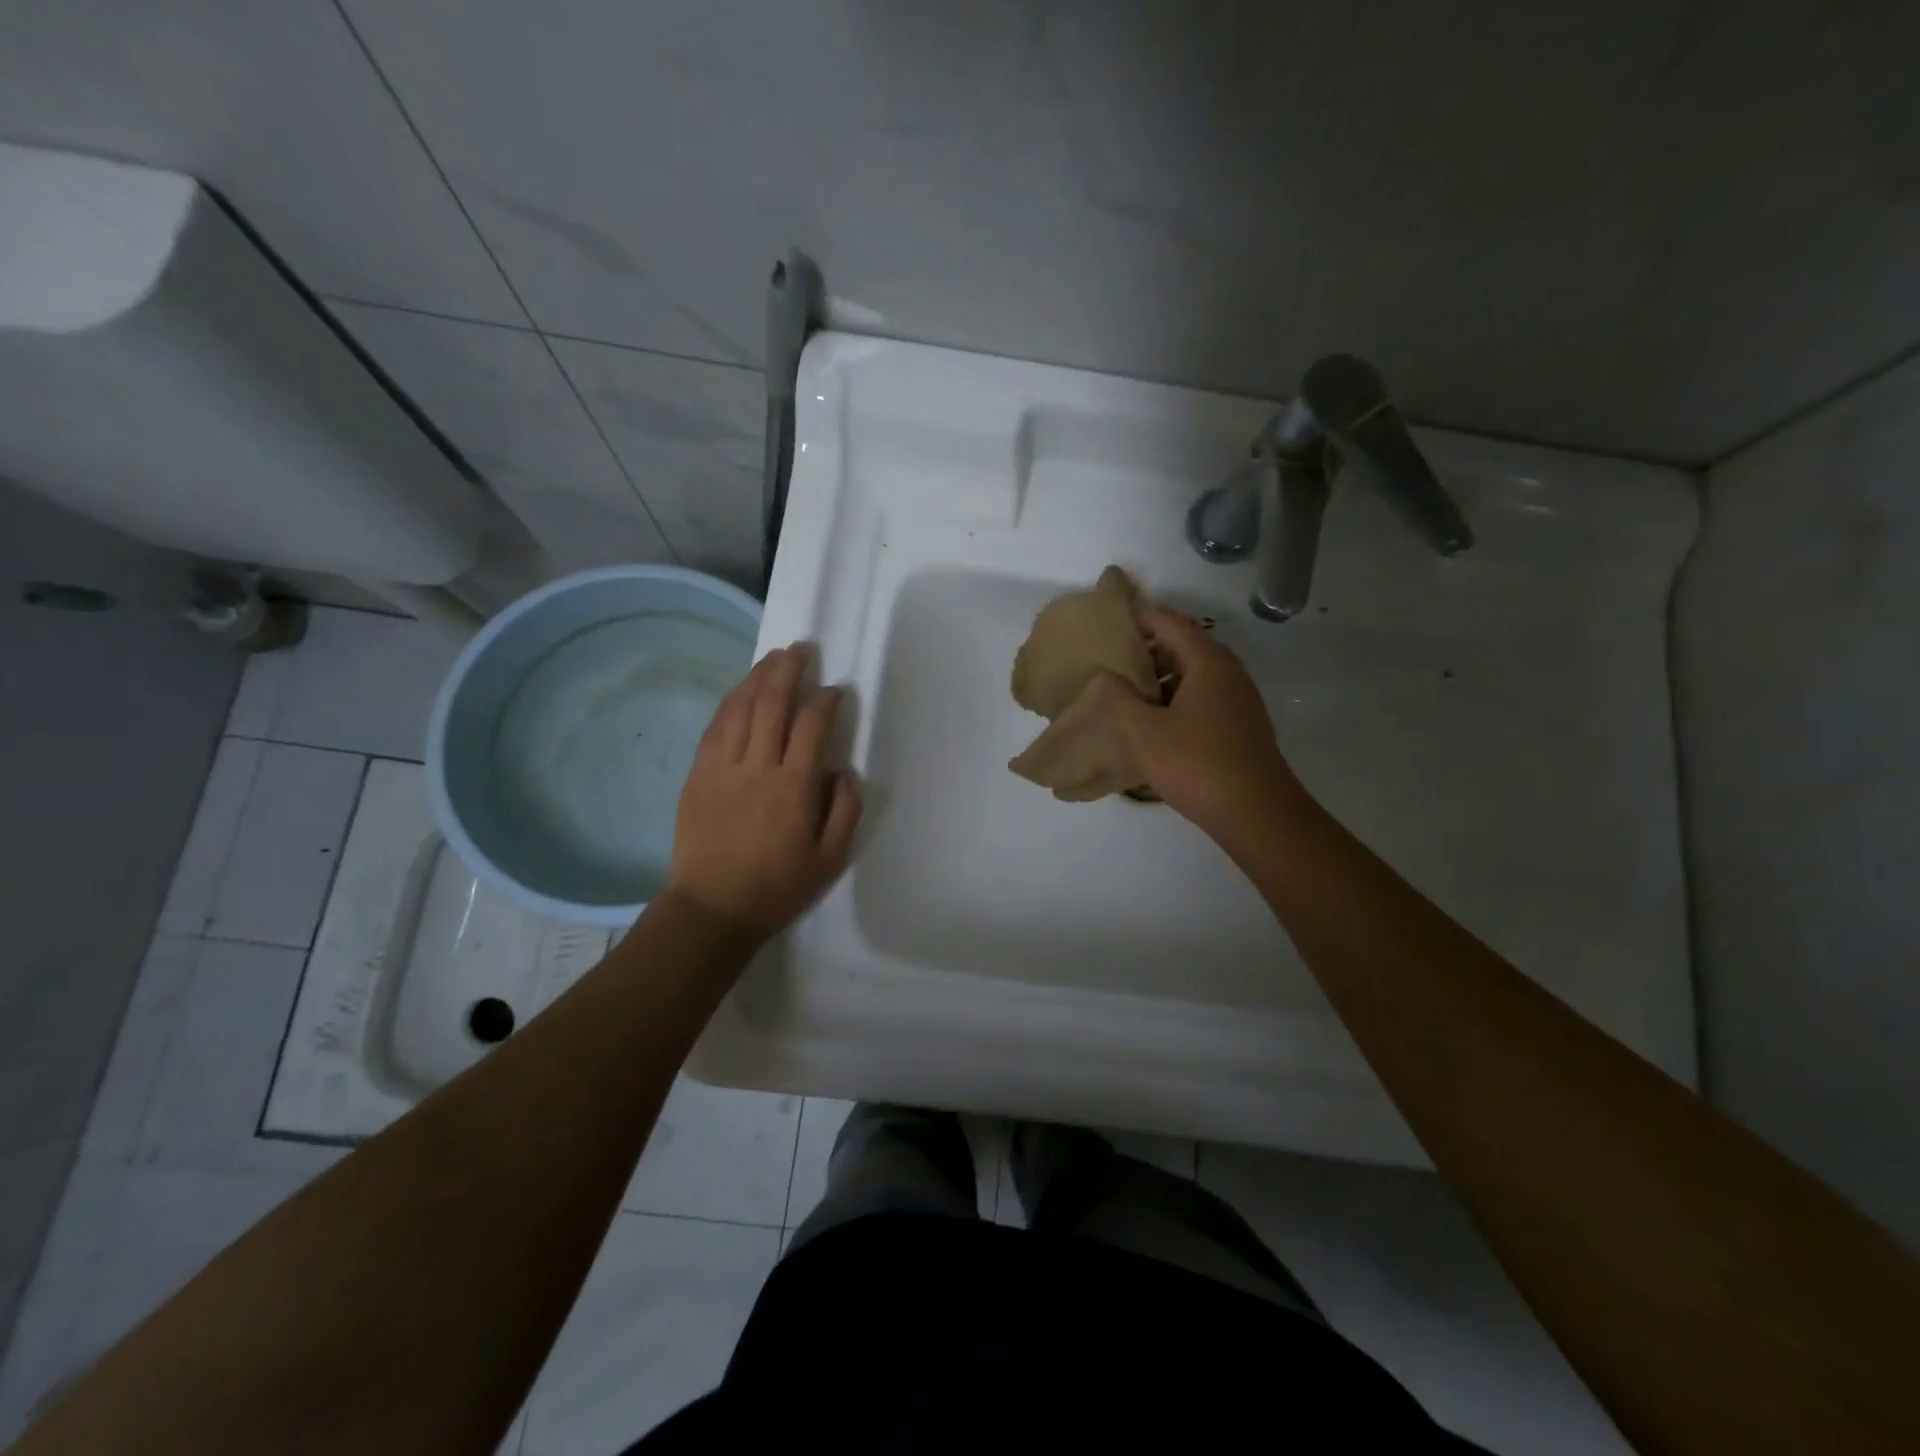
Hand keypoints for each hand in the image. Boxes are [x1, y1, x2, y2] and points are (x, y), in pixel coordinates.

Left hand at [666, 643, 861, 937]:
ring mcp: (721, 768)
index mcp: (794, 788)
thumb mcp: (830, 859)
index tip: (835, 691)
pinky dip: (730, 702)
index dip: (826, 700)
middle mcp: (757, 768)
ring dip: (757, 677)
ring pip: (739, 708)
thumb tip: (842, 770)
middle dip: (789, 671)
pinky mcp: (697, 774)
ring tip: (773, 657)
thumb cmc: (777, 887)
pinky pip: (714, 727)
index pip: (812, 726)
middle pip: (772, 704)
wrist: (712, 909)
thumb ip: (845, 810)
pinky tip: (741, 691)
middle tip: (801, 650)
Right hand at [1074, 608, 1303, 836]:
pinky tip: (1152, 724)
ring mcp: (1238, 700)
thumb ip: (1117, 699)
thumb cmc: (1197, 765)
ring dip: (1159, 677)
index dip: (1140, 618)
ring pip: (1193, 674)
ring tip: (1124, 694)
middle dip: (1147, 649)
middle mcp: (1228, 673)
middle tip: (1110, 661)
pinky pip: (1202, 698)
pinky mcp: (1239, 726)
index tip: (1108, 624)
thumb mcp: (1144, 732)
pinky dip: (1174, 699)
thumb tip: (1106, 678)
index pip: (1171, 623)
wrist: (1256, 814)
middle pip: (1184, 646)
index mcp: (1209, 663)